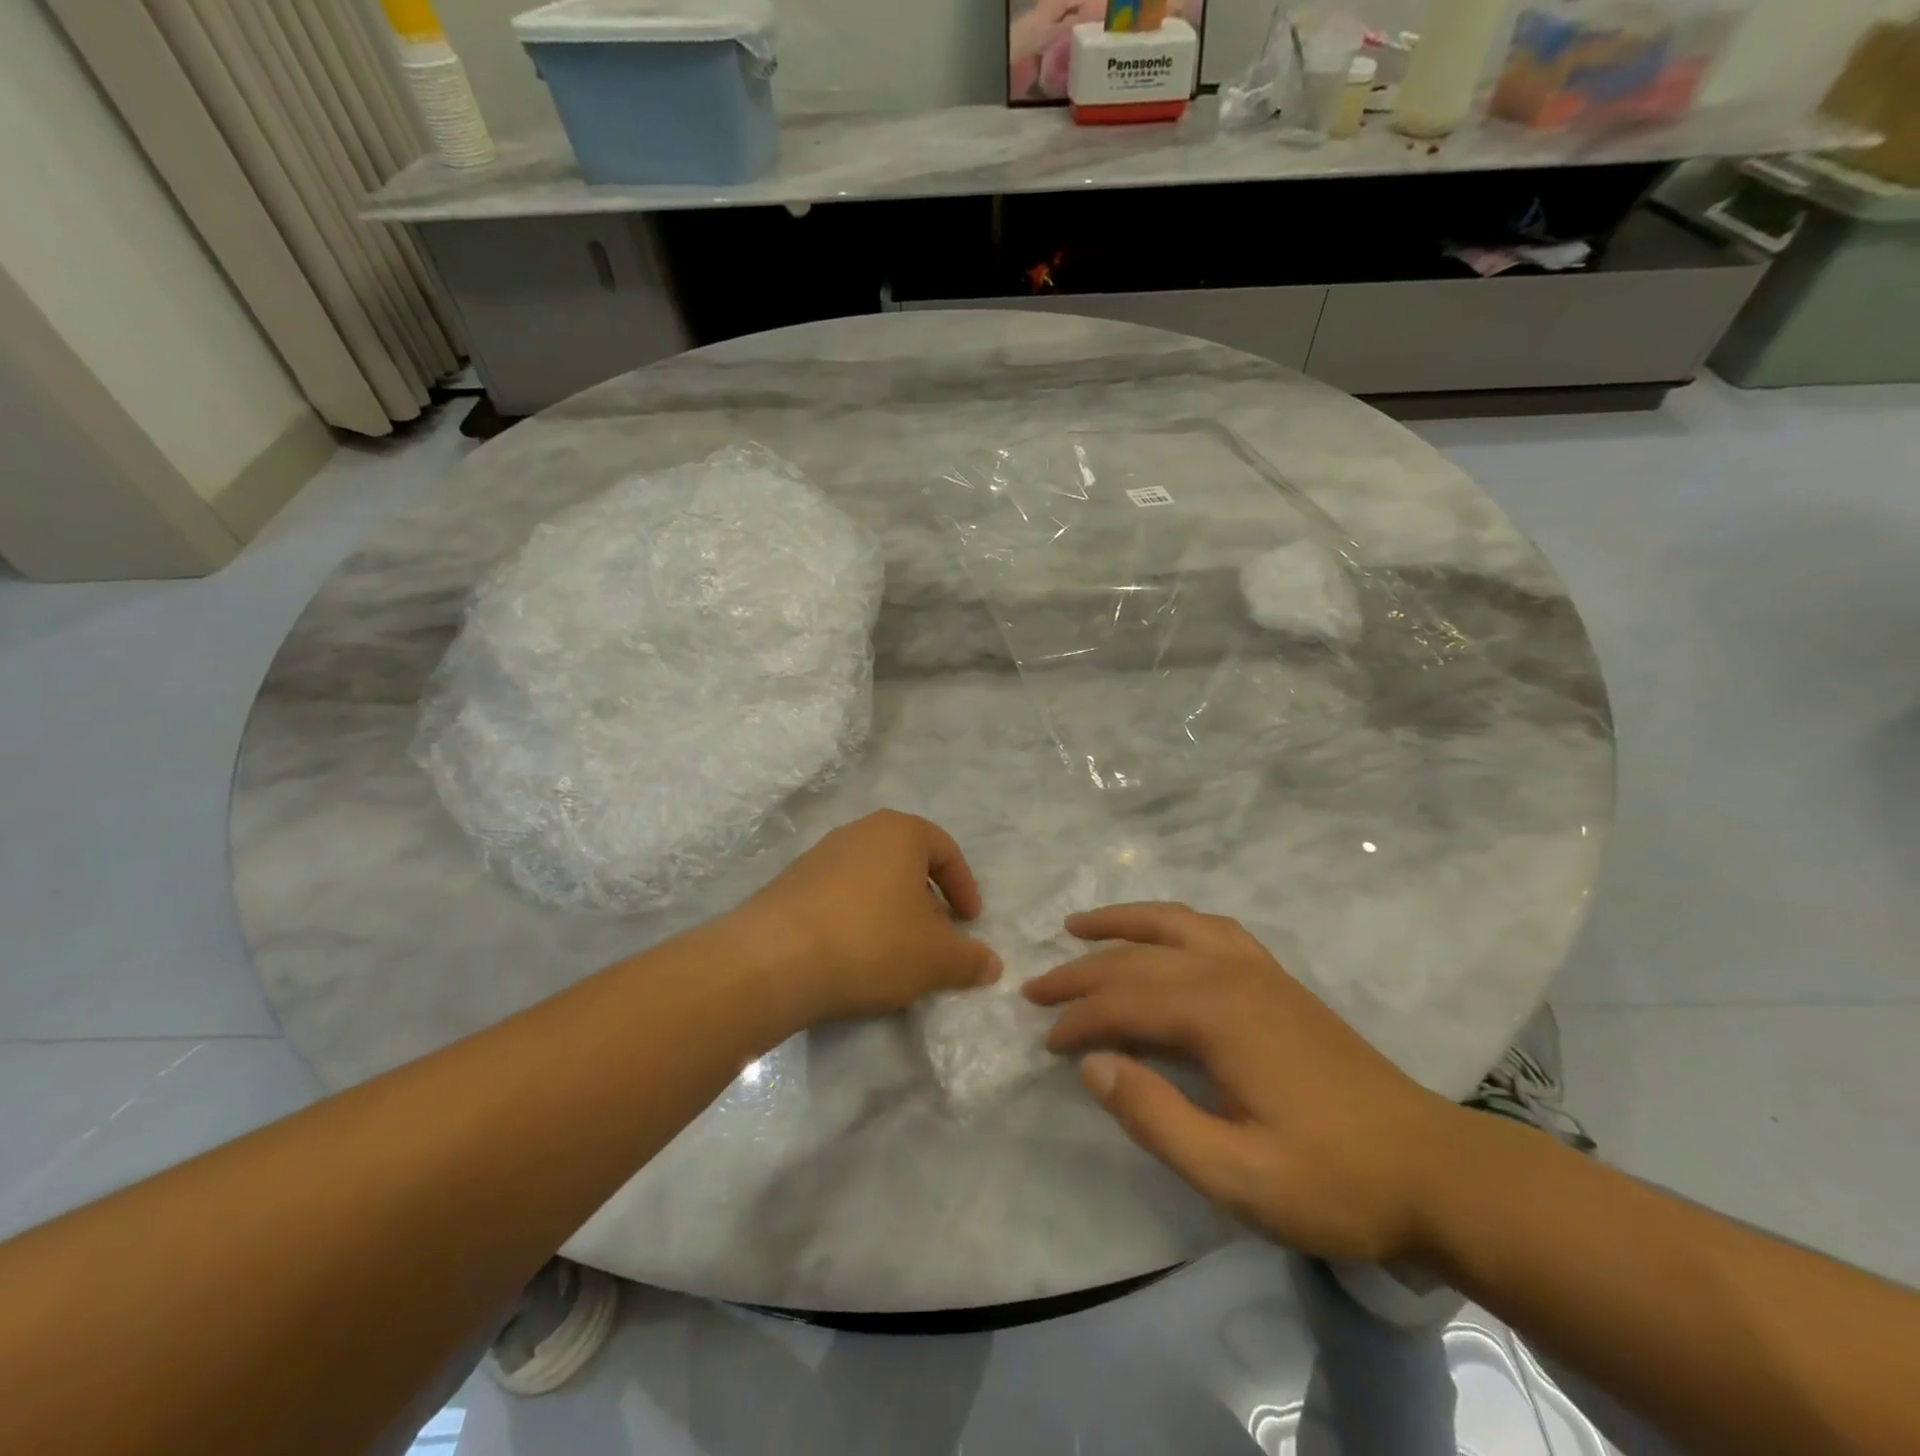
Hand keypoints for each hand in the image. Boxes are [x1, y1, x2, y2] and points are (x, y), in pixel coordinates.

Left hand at [727, 811, 1001, 1024]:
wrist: (773, 960)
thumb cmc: (871, 942)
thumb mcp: (935, 958)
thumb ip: (969, 959)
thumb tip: (992, 965)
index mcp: (899, 832)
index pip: (945, 849)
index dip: (964, 886)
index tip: (970, 921)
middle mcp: (858, 832)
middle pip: (905, 862)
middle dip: (926, 900)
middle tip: (936, 937)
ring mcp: (818, 856)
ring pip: (871, 879)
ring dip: (890, 911)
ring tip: (896, 952)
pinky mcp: (789, 885)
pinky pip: (838, 897)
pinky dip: (856, 920)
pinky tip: (854, 956)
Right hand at [1024, 903, 1469, 1264]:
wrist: (1433, 1170)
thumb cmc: (1333, 1181)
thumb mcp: (1237, 1176)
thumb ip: (1157, 1118)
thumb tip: (1092, 1065)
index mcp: (1218, 1015)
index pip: (1125, 1002)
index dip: (1078, 1020)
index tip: (1045, 1043)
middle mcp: (1232, 974)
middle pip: (1139, 958)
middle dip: (1082, 971)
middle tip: (1037, 988)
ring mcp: (1258, 970)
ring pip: (1174, 924)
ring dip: (1122, 922)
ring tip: (1079, 924)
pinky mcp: (1277, 980)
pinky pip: (1211, 929)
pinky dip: (1173, 922)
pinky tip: (1162, 933)